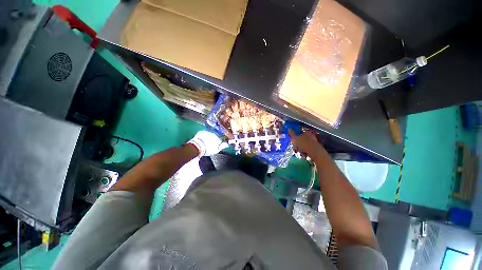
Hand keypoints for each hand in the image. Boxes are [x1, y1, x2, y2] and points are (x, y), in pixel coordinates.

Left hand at [188, 130, 228, 156]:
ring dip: (208, 137)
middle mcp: (214, 134)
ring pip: (209, 135)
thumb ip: (222, 147)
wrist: (198, 146)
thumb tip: (226, 144)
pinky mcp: (202, 132)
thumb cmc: (207, 150)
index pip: (220, 139)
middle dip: (213, 139)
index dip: (218, 143)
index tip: (216, 146)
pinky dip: (203, 136)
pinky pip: (203, 133)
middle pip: (215, 136)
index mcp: (218, 139)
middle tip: (210, 145)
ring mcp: (208, 132)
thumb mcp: (216, 150)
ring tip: (205, 143)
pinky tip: (201, 140)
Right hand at [288, 129, 324, 158]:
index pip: (299, 133)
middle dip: (298, 144)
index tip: (293, 142)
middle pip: (302, 140)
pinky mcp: (316, 149)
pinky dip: (306, 152)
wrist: (315, 152)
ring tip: (300, 152)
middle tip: (295, 148)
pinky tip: (304, 154)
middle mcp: (311, 136)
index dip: (295, 138)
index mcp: (306, 132)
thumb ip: (292, 133)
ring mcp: (314, 142)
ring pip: (305, 145)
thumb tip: (289, 129)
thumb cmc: (303, 144)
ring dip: (301, 149)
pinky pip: (308, 150)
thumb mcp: (295, 138)